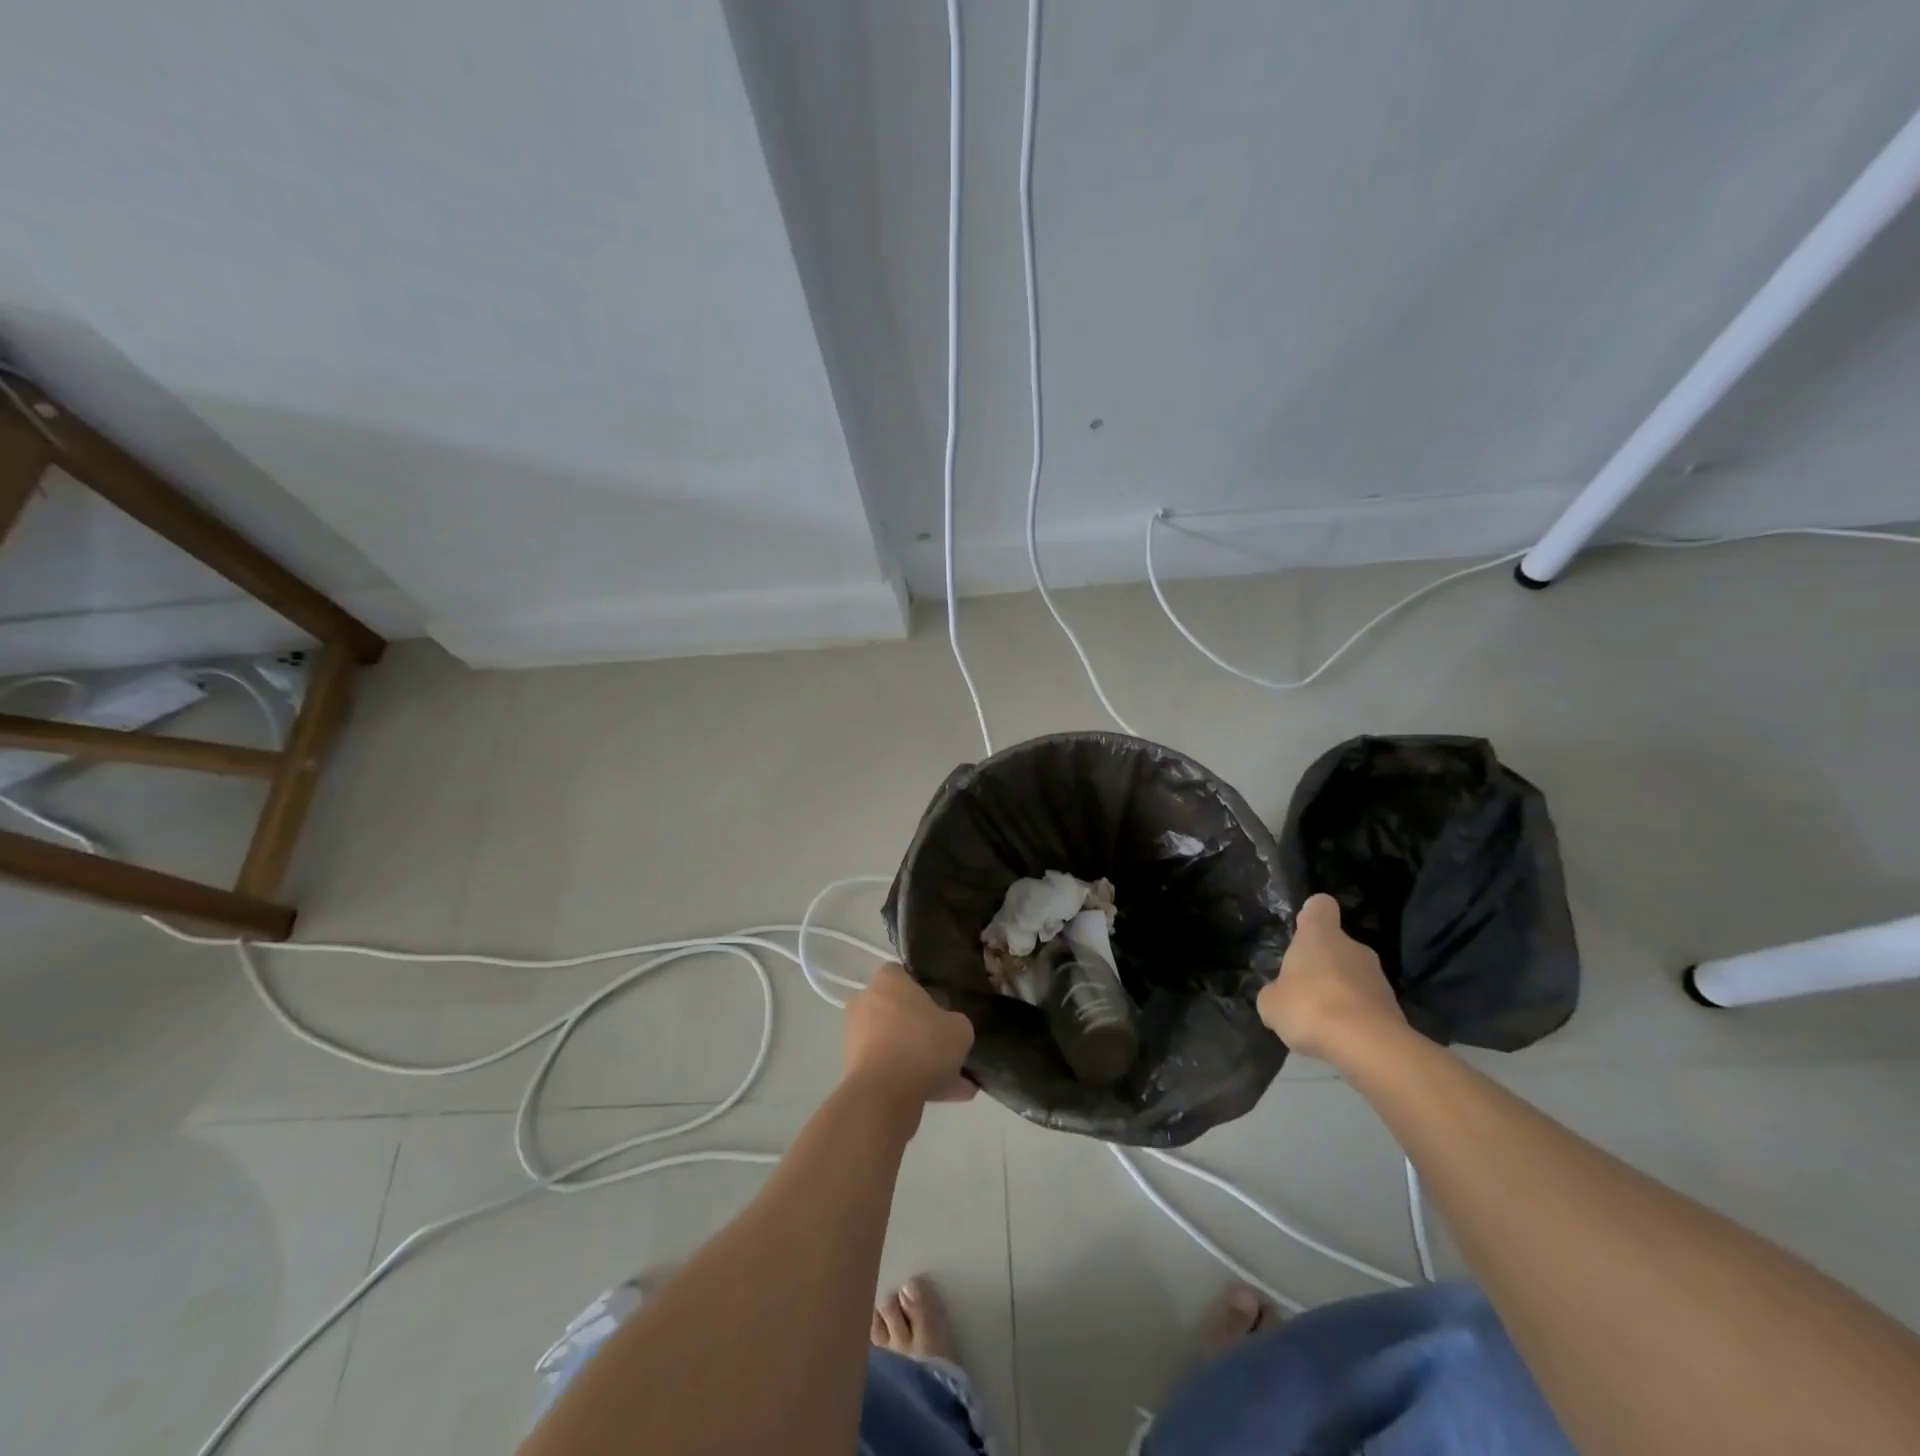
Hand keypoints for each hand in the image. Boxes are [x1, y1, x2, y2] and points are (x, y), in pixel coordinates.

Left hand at [842, 962, 976, 1109]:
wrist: (884, 1095)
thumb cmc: (922, 1045)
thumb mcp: (959, 1029)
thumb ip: (955, 1023)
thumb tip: (949, 1028)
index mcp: (887, 981)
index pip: (904, 974)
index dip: (925, 990)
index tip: (943, 1008)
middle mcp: (866, 1002)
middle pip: (899, 1012)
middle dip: (923, 1031)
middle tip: (949, 1049)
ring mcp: (856, 1037)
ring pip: (897, 1045)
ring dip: (921, 1062)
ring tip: (956, 1084)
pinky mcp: (854, 1069)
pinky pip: (890, 1070)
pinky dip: (911, 1081)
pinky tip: (944, 1097)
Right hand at [1258, 894, 1406, 1062]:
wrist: (1368, 1045)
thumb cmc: (1310, 1007)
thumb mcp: (1271, 1003)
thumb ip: (1274, 992)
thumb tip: (1279, 995)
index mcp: (1320, 935)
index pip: (1320, 906)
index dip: (1311, 914)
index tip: (1302, 928)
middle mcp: (1353, 947)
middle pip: (1336, 945)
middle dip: (1321, 963)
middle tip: (1303, 990)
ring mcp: (1378, 976)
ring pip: (1352, 975)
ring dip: (1338, 990)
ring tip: (1322, 1020)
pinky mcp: (1393, 1007)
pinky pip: (1366, 1003)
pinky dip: (1354, 1015)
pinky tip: (1341, 1036)